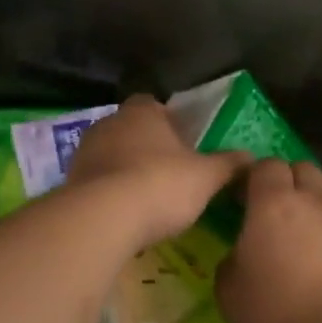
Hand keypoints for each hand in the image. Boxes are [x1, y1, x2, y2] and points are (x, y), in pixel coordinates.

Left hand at [67, 96, 247, 252]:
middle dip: (147, 147)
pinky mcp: (70, 182)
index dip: (169, 121)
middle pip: (131, 129)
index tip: (183, 142)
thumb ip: (228, 164)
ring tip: (147, 198)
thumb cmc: (161, 184)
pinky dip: (109, 193)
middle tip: (169, 172)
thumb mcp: (207, 177)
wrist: (103, 218)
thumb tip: (251, 157)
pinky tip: (124, 215)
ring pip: (111, 155)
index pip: (154, 104)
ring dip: (125, 170)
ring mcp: (85, 152)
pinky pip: (96, 182)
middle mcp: (109, 123)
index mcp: (142, 112)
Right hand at [216, 159, 321, 322]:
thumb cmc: (269, 312)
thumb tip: (244, 253)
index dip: (253, 177)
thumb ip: (233, 257)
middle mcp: (313, 203)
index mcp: (273, 203)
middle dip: (288, 181)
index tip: (242, 198)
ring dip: (311, 208)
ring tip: (298, 240)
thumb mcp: (227, 286)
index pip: (266, 165)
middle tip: (272, 210)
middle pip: (303, 169)